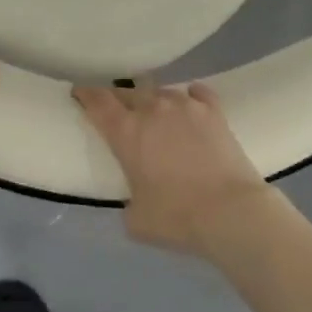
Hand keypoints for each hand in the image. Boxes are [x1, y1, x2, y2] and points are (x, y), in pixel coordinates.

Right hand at [72, 82, 271, 255]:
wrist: (231, 212)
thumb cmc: (177, 217)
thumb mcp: (136, 219)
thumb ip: (128, 202)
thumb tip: (135, 200)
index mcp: (125, 132)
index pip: (97, 101)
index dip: (85, 94)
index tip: (79, 93)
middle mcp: (152, 110)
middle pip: (127, 92)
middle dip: (118, 99)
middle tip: (117, 110)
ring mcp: (185, 107)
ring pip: (160, 91)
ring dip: (153, 100)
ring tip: (155, 112)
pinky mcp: (214, 112)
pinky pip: (197, 94)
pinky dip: (190, 97)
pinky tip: (191, 102)